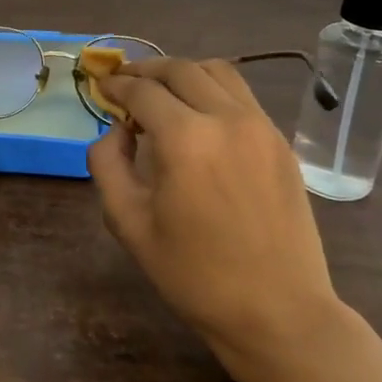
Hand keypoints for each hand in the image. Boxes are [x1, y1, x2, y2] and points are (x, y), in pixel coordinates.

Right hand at [88, 57, 345, 372]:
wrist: (278, 312)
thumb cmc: (194, 275)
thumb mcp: (128, 224)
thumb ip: (107, 164)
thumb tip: (116, 130)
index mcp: (185, 139)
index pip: (141, 91)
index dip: (115, 85)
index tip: (101, 88)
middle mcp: (226, 119)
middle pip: (179, 69)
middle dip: (146, 70)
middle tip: (125, 84)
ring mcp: (261, 127)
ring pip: (217, 71)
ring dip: (182, 73)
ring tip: (162, 93)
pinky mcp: (280, 142)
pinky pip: (242, 95)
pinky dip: (212, 90)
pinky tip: (199, 116)